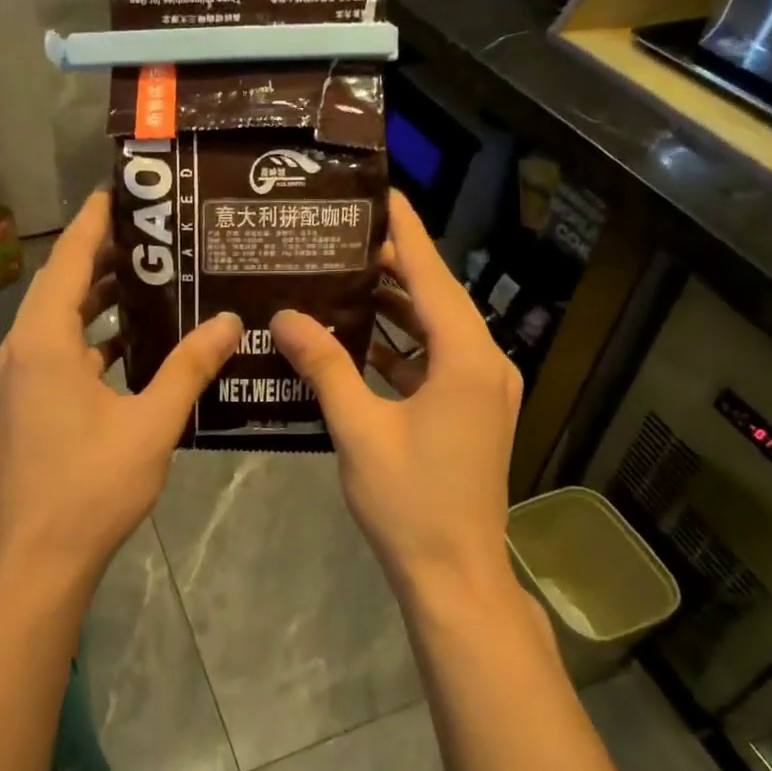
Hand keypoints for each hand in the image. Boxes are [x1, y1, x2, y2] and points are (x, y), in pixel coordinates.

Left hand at [0, 190, 239, 600]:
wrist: (38, 557)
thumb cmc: (91, 485)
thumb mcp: (151, 422)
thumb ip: (189, 367)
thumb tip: (229, 321)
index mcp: (46, 341)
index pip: (71, 260)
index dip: (94, 221)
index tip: (122, 189)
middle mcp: (24, 349)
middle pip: (64, 284)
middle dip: (104, 255)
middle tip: (155, 233)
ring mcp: (22, 378)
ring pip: (61, 319)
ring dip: (99, 297)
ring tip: (151, 277)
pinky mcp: (28, 403)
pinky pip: (61, 350)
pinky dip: (93, 336)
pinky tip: (133, 342)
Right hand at [273, 190, 520, 597]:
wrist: (455, 576)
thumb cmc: (410, 501)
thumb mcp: (360, 429)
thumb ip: (324, 367)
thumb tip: (286, 316)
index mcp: (467, 360)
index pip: (434, 276)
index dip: (407, 233)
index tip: (383, 194)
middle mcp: (486, 366)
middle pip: (438, 298)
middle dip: (395, 267)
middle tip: (343, 239)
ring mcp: (484, 392)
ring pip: (438, 331)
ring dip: (398, 307)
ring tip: (345, 279)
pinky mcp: (473, 414)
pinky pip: (438, 362)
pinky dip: (404, 347)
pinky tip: (362, 340)